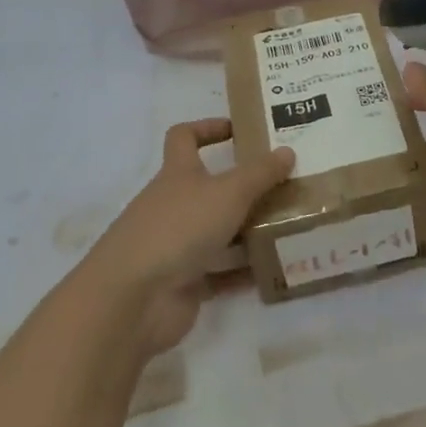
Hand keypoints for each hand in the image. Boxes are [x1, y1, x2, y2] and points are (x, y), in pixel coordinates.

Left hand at [84, 119, 293, 354]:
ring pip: (219, 231)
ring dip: (249, 230)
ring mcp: (177, 245)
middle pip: (209, 188)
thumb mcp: (228, 193)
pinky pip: (221, 272)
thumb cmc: (179, 228)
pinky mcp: (184, 282)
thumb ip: (260, 173)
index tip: (240, 130)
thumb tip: (286, 150)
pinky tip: (277, 268)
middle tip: (284, 184)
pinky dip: (245, 270)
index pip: (184, 137)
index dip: (208, 128)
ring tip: (291, 226)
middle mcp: (174, 205)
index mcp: (177, 174)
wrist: (134, 298)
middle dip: (244, 187)